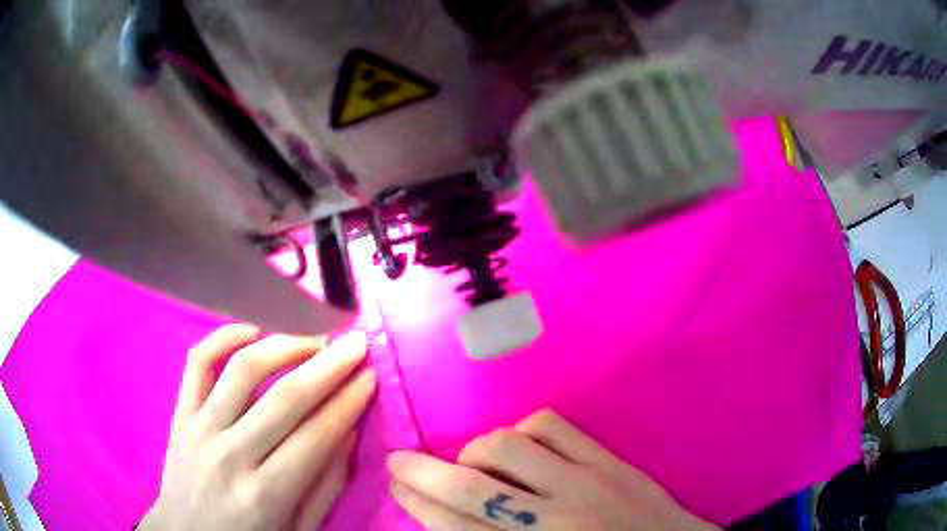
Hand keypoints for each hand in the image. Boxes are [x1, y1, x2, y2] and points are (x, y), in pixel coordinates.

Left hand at [140, 324, 376, 530]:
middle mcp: (230, 455)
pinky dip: (225, 336)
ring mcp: (199, 428)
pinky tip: (253, 331)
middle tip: (355, 344)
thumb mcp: (297, 530)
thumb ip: (325, 485)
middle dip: (328, 366)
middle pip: (285, 398)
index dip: (349, 402)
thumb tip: (349, 431)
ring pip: (243, 369)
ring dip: (285, 345)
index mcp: (264, 495)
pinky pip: (198, 362)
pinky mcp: (179, 413)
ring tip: (313, 339)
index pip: (316, 436)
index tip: (371, 375)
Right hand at [388, 410, 717, 529]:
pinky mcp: (610, 461)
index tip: (395, 485)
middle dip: (423, 473)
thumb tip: (448, 520)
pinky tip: (520, 447)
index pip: (456, 527)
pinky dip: (522, 431)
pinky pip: (552, 426)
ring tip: (469, 462)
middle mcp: (554, 520)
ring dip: (475, 451)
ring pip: (509, 447)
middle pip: (473, 488)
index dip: (418, 504)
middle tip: (398, 462)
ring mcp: (586, 483)